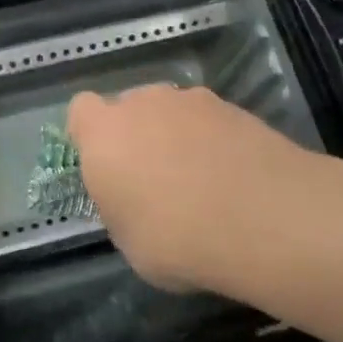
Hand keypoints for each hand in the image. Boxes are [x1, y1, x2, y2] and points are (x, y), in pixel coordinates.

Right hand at [67, 85, 317, 292]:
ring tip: (202, 179)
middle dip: (137, 134)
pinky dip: (213, 139)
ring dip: (177, 135)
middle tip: (154, 178)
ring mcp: (190, 100)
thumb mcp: (129, 241)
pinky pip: (208, 120)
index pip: (81, 110)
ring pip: (171, 111)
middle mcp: (142, 104)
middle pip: (130, 107)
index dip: (90, 134)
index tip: (106, 166)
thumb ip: (121, 205)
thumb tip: (134, 197)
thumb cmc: (176, 239)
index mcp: (104, 134)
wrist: (261, 217)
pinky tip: (232, 175)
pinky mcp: (232, 106)